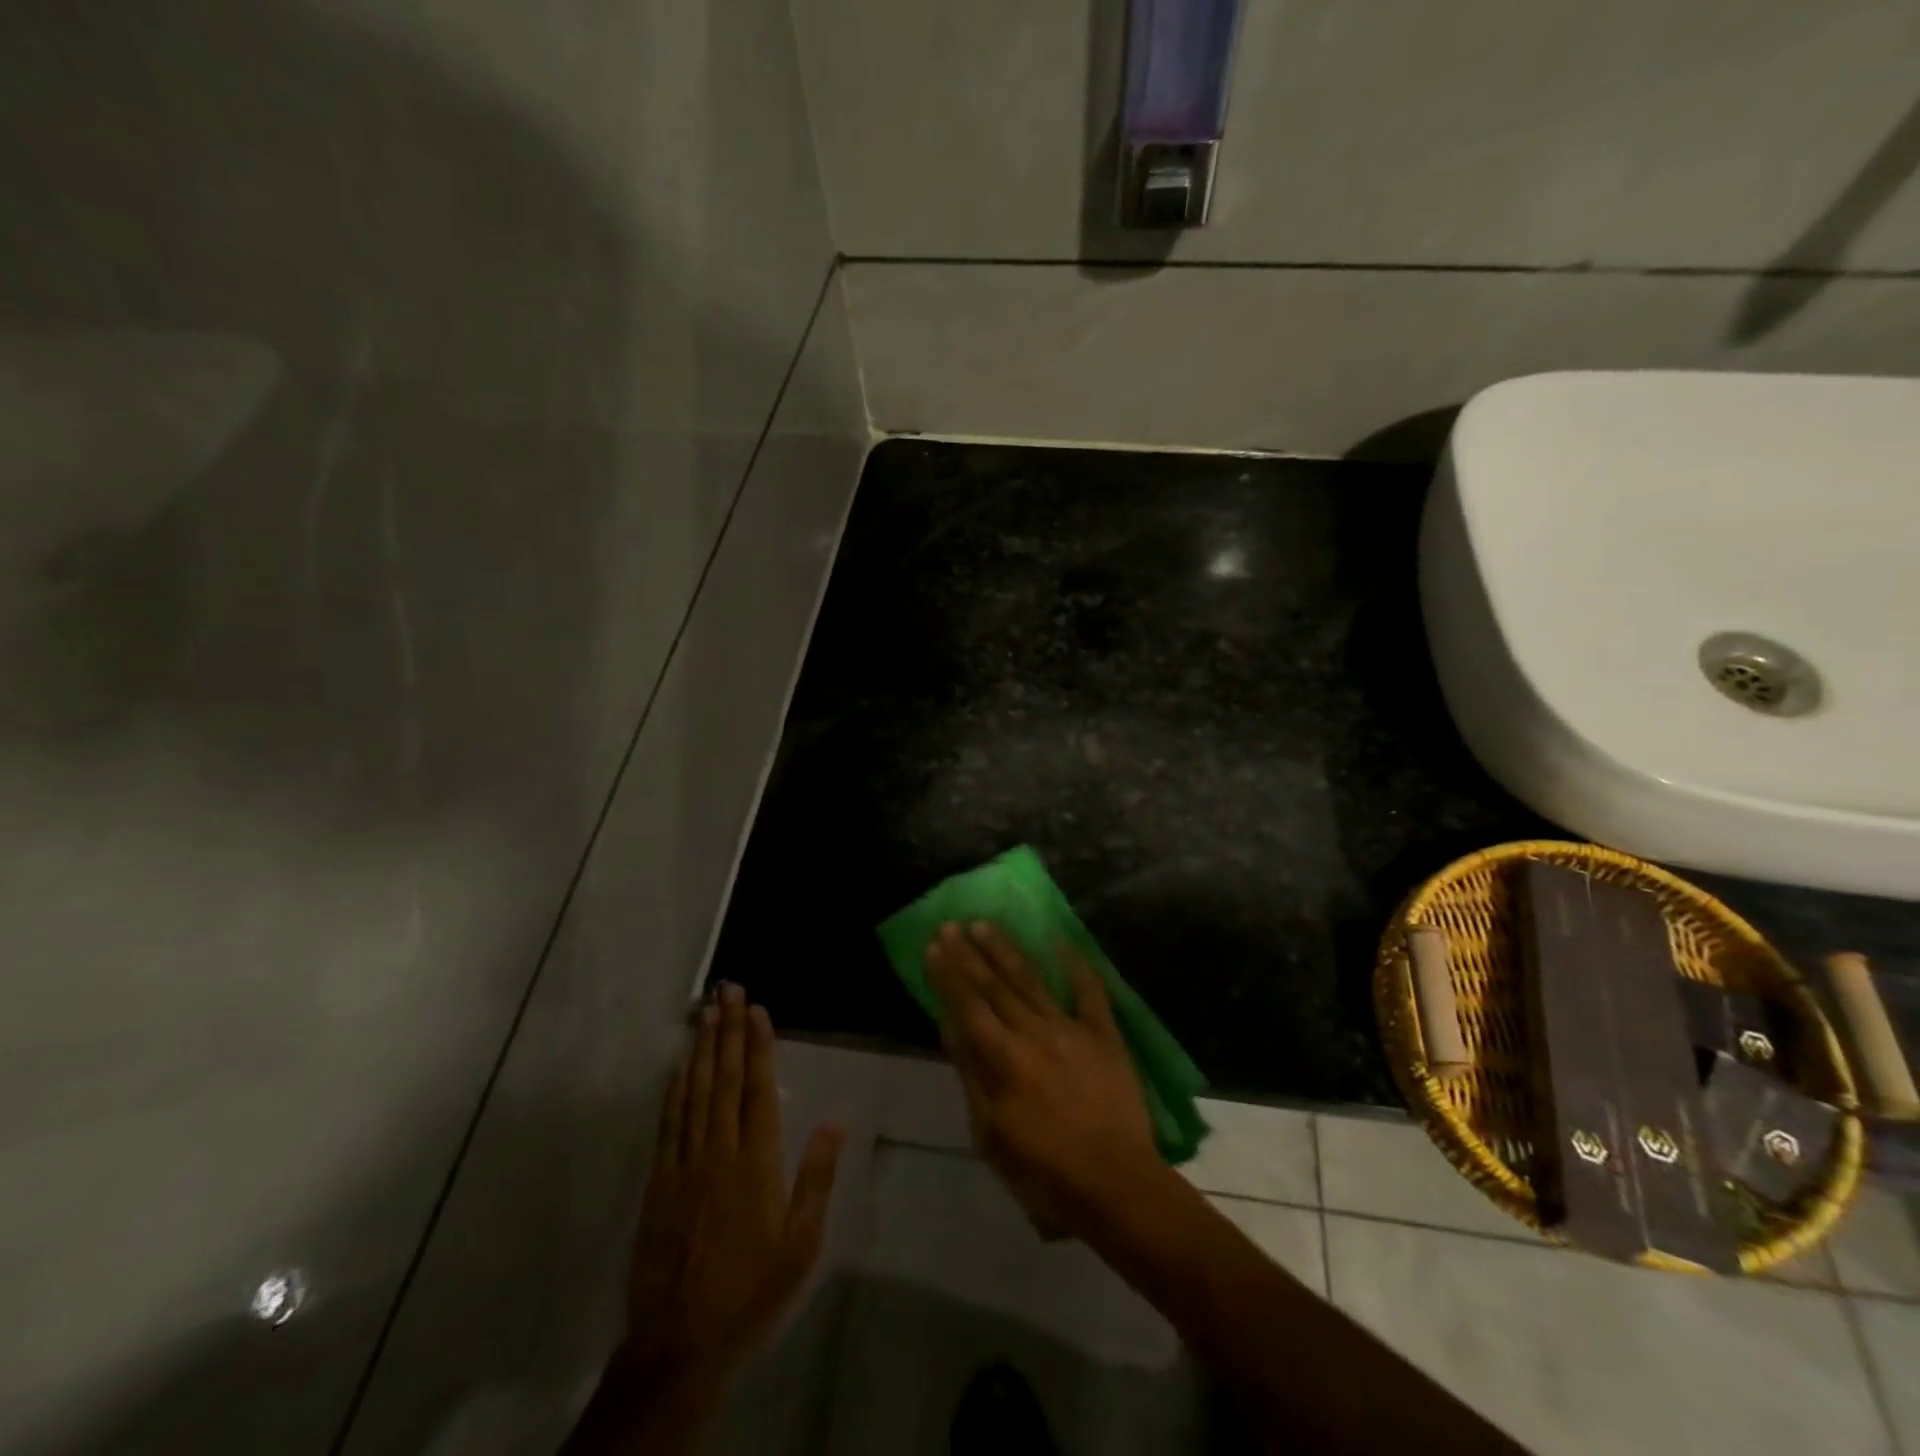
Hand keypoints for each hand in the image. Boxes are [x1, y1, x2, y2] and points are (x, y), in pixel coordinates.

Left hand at [621, 984, 843, 1392]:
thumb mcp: (802, 1243)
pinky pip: (668, 1122)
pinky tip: (679, 1065)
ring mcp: (685, 1163)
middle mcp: (720, 1151)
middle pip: (725, 1078)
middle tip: (728, 990)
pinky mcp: (659, 1181)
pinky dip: (674, 1088)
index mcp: (757, 1162)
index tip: (757, 1009)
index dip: (759, 1045)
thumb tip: (836, 1119)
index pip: (759, 1088)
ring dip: (702, 1048)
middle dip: (728, 1031)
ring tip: (706, 1011)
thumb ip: (817, 1177)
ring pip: (695, 1092)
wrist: (680, 1343)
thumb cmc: (753, 1290)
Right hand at [925, 922, 1162, 1237]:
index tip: (933, 946)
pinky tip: (1059, 940)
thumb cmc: (1045, 1172)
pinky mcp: (1104, 1034)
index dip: (948, 975)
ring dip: (1005, 950)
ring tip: (984, 925)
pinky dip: (1075, 964)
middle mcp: (1034, 1032)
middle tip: (950, 925)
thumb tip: (950, 1026)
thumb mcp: (992, 1135)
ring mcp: (1071, 1028)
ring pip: (1031, 980)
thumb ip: (971, 1075)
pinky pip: (1089, 990)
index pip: (968, 1006)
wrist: (1116, 1184)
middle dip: (968, 954)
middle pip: (994, 986)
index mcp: (1003, 1058)